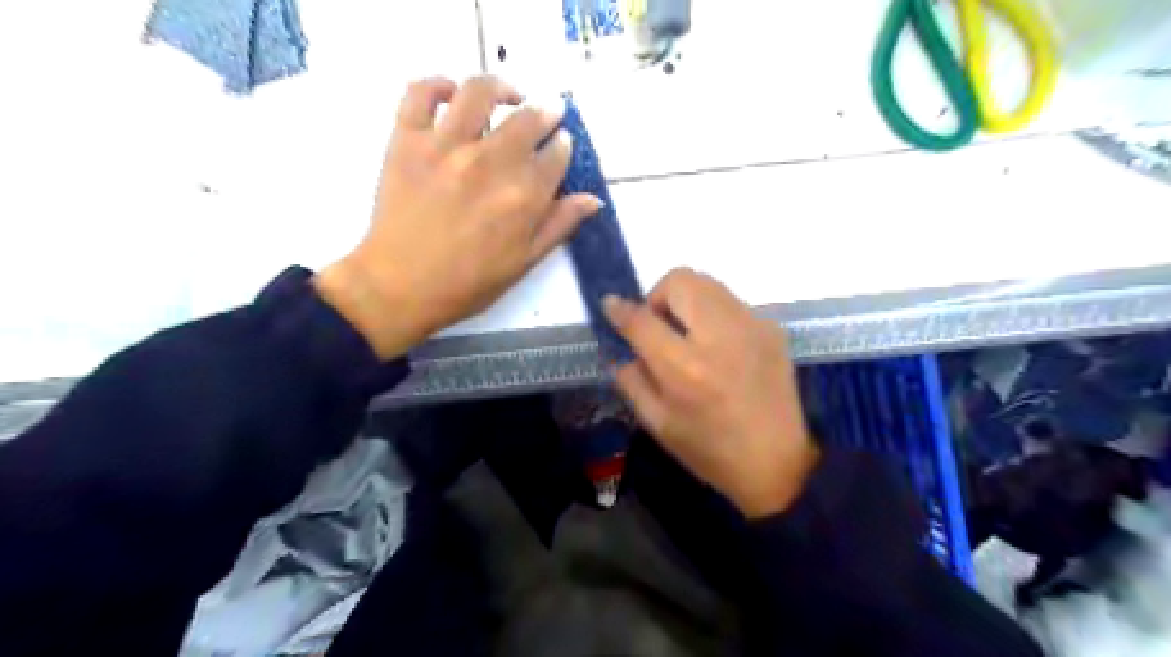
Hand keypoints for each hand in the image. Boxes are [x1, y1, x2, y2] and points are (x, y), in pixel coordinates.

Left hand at [315, 76, 598, 359]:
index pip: (556, 155)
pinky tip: (452, 94)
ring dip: (502, 87)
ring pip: (479, 92)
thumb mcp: (523, 263)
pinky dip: (438, 84)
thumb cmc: (467, 283)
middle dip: (546, 113)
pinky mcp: (407, 140)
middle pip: (528, 119)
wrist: (400, 287)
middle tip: (547, 113)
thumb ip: (559, 226)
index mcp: (523, 197)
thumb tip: (593, 199)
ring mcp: (446, 146)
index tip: (561, 146)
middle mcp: (490, 162)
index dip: (563, 146)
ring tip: (509, 94)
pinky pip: (420, 93)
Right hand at [609, 267, 817, 517]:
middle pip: (680, 280)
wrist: (778, 463)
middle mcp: (719, 337)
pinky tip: (719, 347)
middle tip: (658, 325)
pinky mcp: (772, 329)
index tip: (611, 305)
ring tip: (687, 332)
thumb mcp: (657, 423)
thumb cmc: (710, 450)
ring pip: (708, 283)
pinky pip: (731, 302)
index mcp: (685, 368)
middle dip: (658, 295)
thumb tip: (619, 347)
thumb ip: (630, 380)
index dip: (620, 308)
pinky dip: (713, 314)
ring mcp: (751, 327)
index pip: (642, 320)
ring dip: (686, 300)